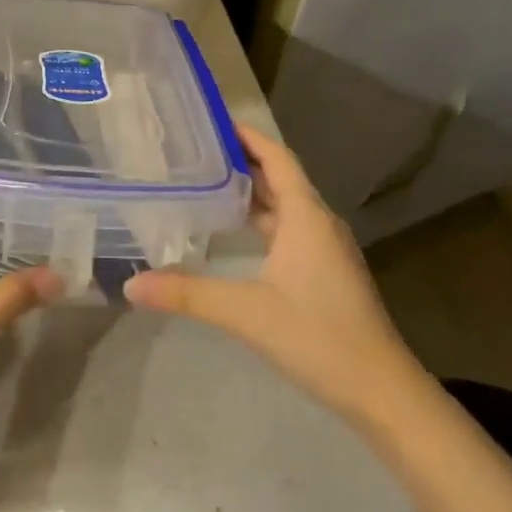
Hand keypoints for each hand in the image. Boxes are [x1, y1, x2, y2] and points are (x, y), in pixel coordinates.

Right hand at [125, 124, 415, 423]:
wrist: (381, 391)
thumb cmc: (318, 337)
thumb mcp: (246, 312)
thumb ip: (187, 294)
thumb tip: (130, 285)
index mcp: (306, 217)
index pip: (277, 159)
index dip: (249, 137)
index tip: (214, 120)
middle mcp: (319, 224)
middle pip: (281, 179)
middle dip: (243, 162)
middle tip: (197, 151)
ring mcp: (326, 250)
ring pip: (285, 207)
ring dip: (253, 192)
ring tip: (208, 183)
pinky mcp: (325, 273)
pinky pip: (290, 230)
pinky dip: (261, 221)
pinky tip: (236, 233)